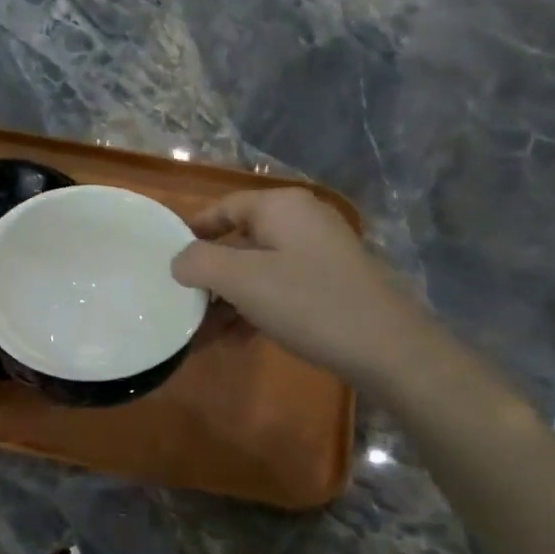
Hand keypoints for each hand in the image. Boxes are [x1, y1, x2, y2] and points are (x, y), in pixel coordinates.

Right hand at [171, 188, 429, 393]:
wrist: (387, 347)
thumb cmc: (308, 302)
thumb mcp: (243, 280)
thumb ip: (200, 262)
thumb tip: (179, 259)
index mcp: (281, 206)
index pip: (224, 207)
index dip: (193, 231)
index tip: (167, 259)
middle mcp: (302, 221)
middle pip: (240, 240)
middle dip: (209, 276)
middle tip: (182, 303)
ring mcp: (320, 253)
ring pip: (259, 270)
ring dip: (228, 300)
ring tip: (202, 333)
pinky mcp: (331, 284)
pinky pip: (280, 288)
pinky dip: (255, 309)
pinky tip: (236, 340)